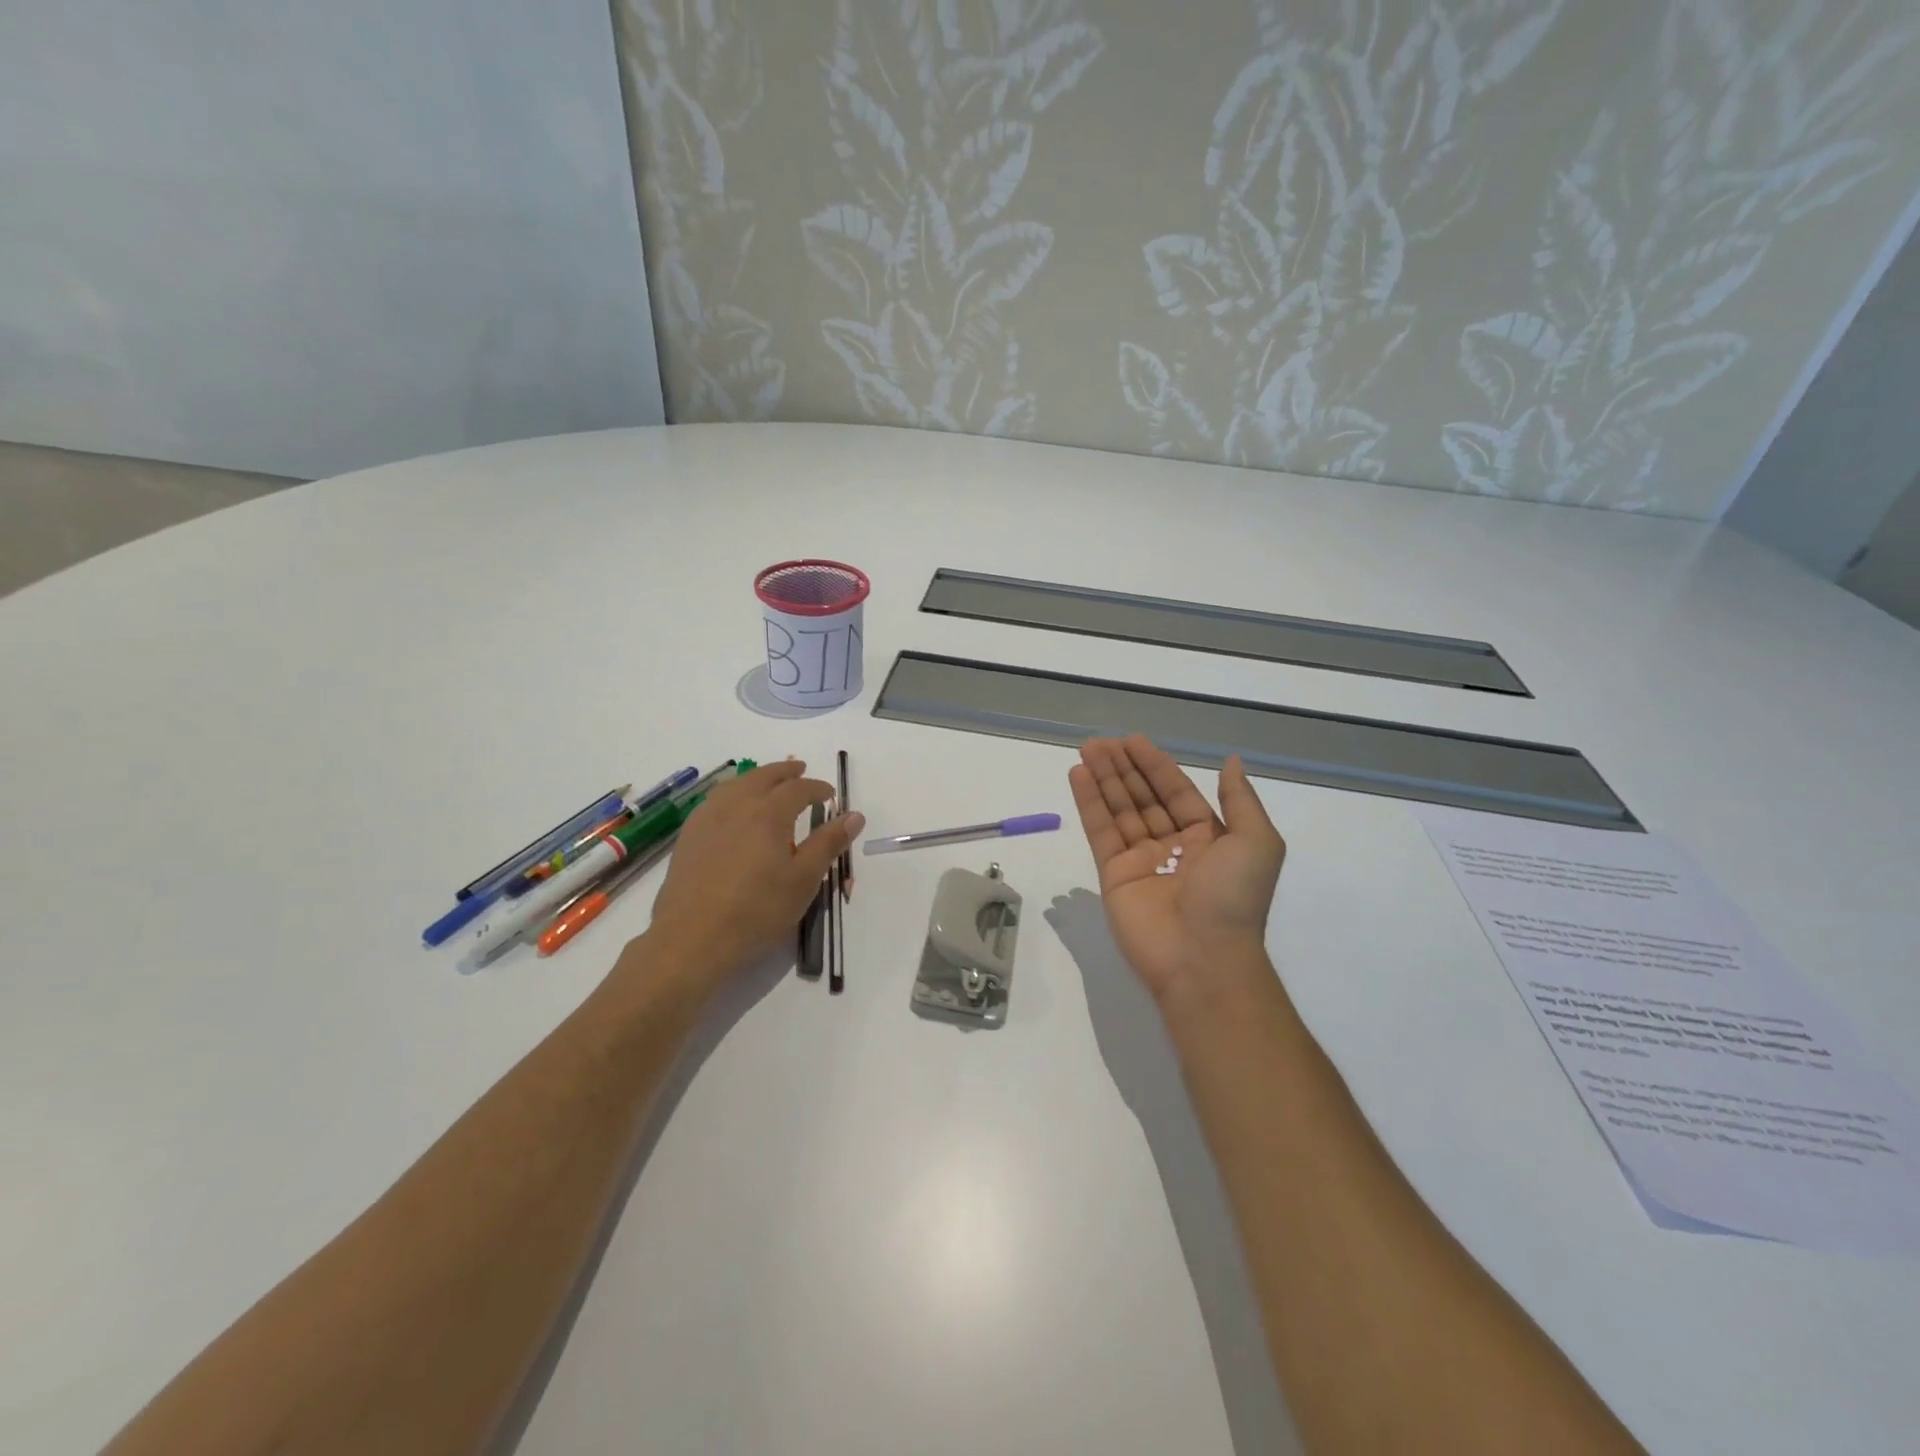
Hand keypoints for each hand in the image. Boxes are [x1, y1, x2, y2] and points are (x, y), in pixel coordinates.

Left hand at [643, 761, 862, 981]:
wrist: (693, 937)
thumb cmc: (757, 909)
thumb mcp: (804, 879)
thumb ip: (828, 843)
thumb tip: (854, 816)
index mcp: (769, 812)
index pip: (798, 789)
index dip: (817, 788)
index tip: (829, 794)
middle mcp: (737, 805)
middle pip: (764, 776)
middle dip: (786, 772)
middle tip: (800, 770)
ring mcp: (708, 817)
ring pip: (736, 784)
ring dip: (757, 778)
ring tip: (768, 782)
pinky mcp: (689, 835)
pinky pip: (715, 800)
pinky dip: (733, 793)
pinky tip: (733, 807)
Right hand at [1068, 736, 1285, 1004]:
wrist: (1203, 958)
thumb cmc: (1233, 896)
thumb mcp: (1257, 842)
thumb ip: (1240, 799)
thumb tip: (1231, 762)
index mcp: (1209, 838)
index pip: (1176, 792)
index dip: (1156, 765)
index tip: (1133, 741)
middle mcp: (1173, 846)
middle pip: (1144, 797)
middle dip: (1124, 768)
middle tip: (1101, 741)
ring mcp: (1141, 861)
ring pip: (1119, 810)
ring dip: (1104, 779)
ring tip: (1086, 749)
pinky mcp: (1113, 875)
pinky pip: (1100, 831)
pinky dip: (1089, 803)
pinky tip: (1078, 776)